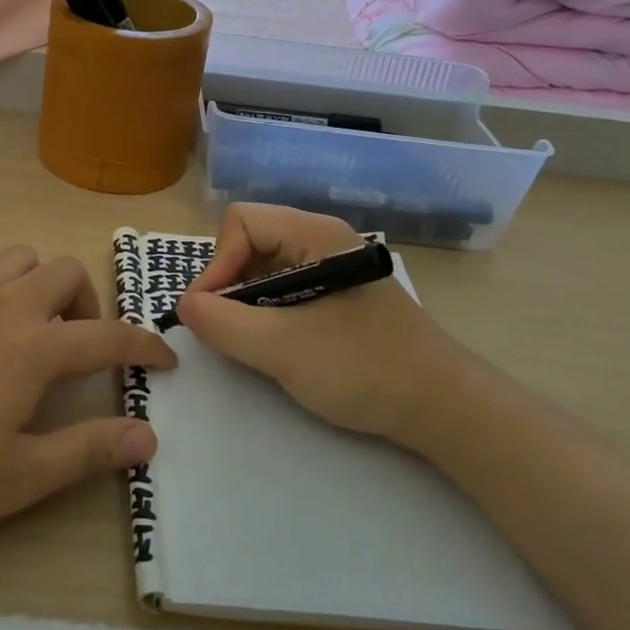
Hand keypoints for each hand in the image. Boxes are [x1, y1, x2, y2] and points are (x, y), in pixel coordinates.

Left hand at [0, 245, 175, 533]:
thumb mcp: (16, 478)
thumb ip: (87, 451)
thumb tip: (148, 435)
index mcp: (34, 347)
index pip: (109, 336)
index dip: (145, 345)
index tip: (165, 358)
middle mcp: (4, 303)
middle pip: (66, 273)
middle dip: (88, 305)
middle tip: (76, 348)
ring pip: (21, 258)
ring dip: (40, 285)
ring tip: (27, 330)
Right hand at [175, 204, 461, 443]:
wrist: (444, 407)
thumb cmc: (363, 367)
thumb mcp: (282, 349)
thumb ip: (223, 324)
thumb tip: (185, 306)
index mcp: (313, 233)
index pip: (240, 222)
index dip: (216, 263)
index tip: (209, 313)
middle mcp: (322, 239)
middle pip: (250, 241)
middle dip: (230, 284)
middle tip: (228, 331)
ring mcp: (333, 267)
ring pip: (266, 267)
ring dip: (249, 302)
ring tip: (253, 343)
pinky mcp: (339, 295)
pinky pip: (287, 288)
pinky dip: (270, 313)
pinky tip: (280, 346)